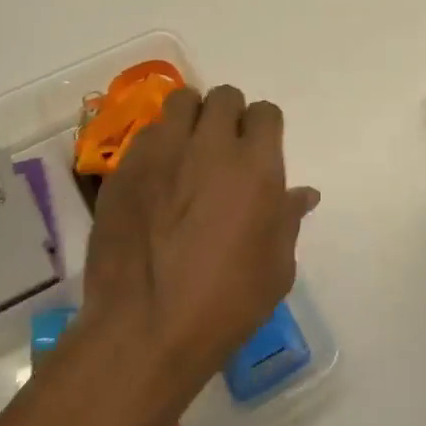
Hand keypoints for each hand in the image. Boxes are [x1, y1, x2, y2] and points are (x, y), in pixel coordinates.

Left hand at [77, 86, 318, 414]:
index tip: (260, 150)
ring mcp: (161, 154)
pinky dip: (158, 145)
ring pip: (180, 103)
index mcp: (255, 166)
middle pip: (223, 97)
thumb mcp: (276, 267)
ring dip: (191, 119)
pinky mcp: (123, 170)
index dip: (265, 128)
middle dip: (229, 115)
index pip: (265, 113)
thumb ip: (287, 220)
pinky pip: (146, 135)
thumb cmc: (226, 302)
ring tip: (189, 152)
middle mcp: (209, 146)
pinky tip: (158, 180)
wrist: (147, 328)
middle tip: (225, 148)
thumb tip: (301, 194)